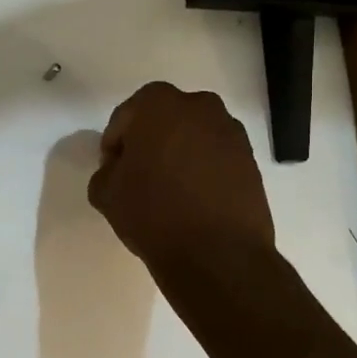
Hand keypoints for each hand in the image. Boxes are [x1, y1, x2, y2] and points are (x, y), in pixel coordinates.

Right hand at [89, 82, 274, 273]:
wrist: (217, 254)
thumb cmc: (153, 213)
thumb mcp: (105, 193)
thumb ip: (106, 171)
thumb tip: (119, 169)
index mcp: (158, 104)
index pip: (125, 117)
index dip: (114, 145)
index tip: (112, 171)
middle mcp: (199, 106)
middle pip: (163, 120)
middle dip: (149, 141)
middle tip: (139, 175)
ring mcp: (230, 131)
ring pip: (192, 136)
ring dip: (178, 154)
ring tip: (169, 190)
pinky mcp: (251, 159)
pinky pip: (216, 156)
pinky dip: (203, 169)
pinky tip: (193, 199)